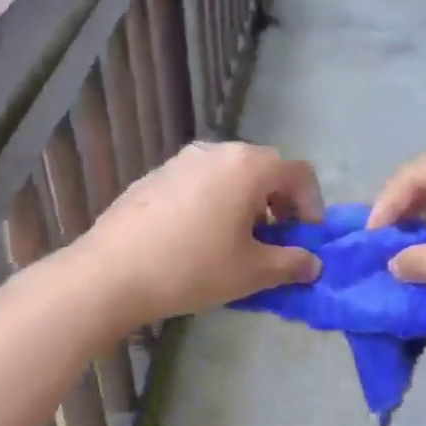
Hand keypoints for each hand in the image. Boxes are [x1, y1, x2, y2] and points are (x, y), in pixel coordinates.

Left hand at [76, 141, 323, 326]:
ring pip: (229, 174)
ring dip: (246, 201)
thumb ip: (291, 263)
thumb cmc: (193, 267)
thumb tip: (312, 263)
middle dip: (280, 202)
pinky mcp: (155, 176)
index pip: (299, 174)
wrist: (111, 273)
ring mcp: (181, 160)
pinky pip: (200, 182)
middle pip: (264, 168)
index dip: (313, 206)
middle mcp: (216, 151)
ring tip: (237, 240)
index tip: (306, 239)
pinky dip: (214, 202)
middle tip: (276, 239)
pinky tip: (198, 237)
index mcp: (248, 166)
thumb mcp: (252, 272)